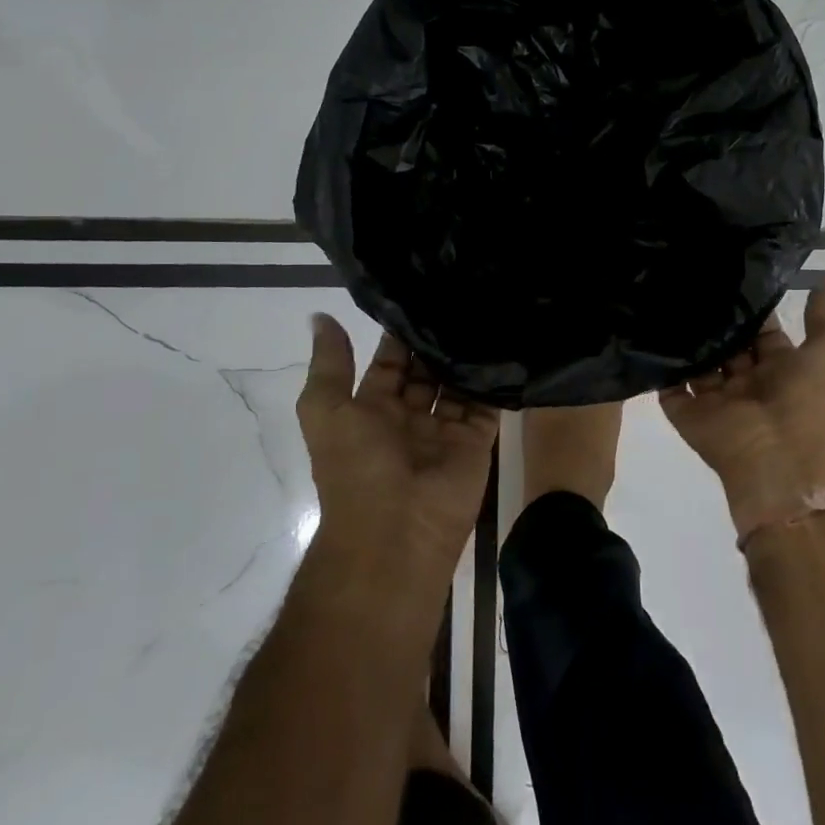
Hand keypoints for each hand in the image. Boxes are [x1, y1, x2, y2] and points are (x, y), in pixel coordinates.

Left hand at [295, 316, 499, 586]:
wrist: (396, 531)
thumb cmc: (356, 467)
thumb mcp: (326, 410)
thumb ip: (329, 364)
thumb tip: (320, 316)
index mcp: (373, 410)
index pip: (391, 362)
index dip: (400, 333)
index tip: (421, 292)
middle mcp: (410, 417)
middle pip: (427, 370)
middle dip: (438, 341)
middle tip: (462, 296)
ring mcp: (446, 429)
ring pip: (458, 383)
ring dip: (467, 355)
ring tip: (486, 311)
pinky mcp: (477, 440)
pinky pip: (488, 403)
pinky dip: (495, 379)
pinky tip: (505, 344)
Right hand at [659, 275, 824, 531]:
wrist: (783, 462)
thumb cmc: (811, 402)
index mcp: (781, 368)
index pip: (760, 330)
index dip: (749, 305)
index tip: (726, 269)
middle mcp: (747, 381)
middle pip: (726, 343)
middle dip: (712, 317)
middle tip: (686, 274)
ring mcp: (715, 398)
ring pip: (695, 361)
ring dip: (684, 336)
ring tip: (661, 292)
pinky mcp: (686, 412)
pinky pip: (667, 384)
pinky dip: (657, 364)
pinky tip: (643, 328)